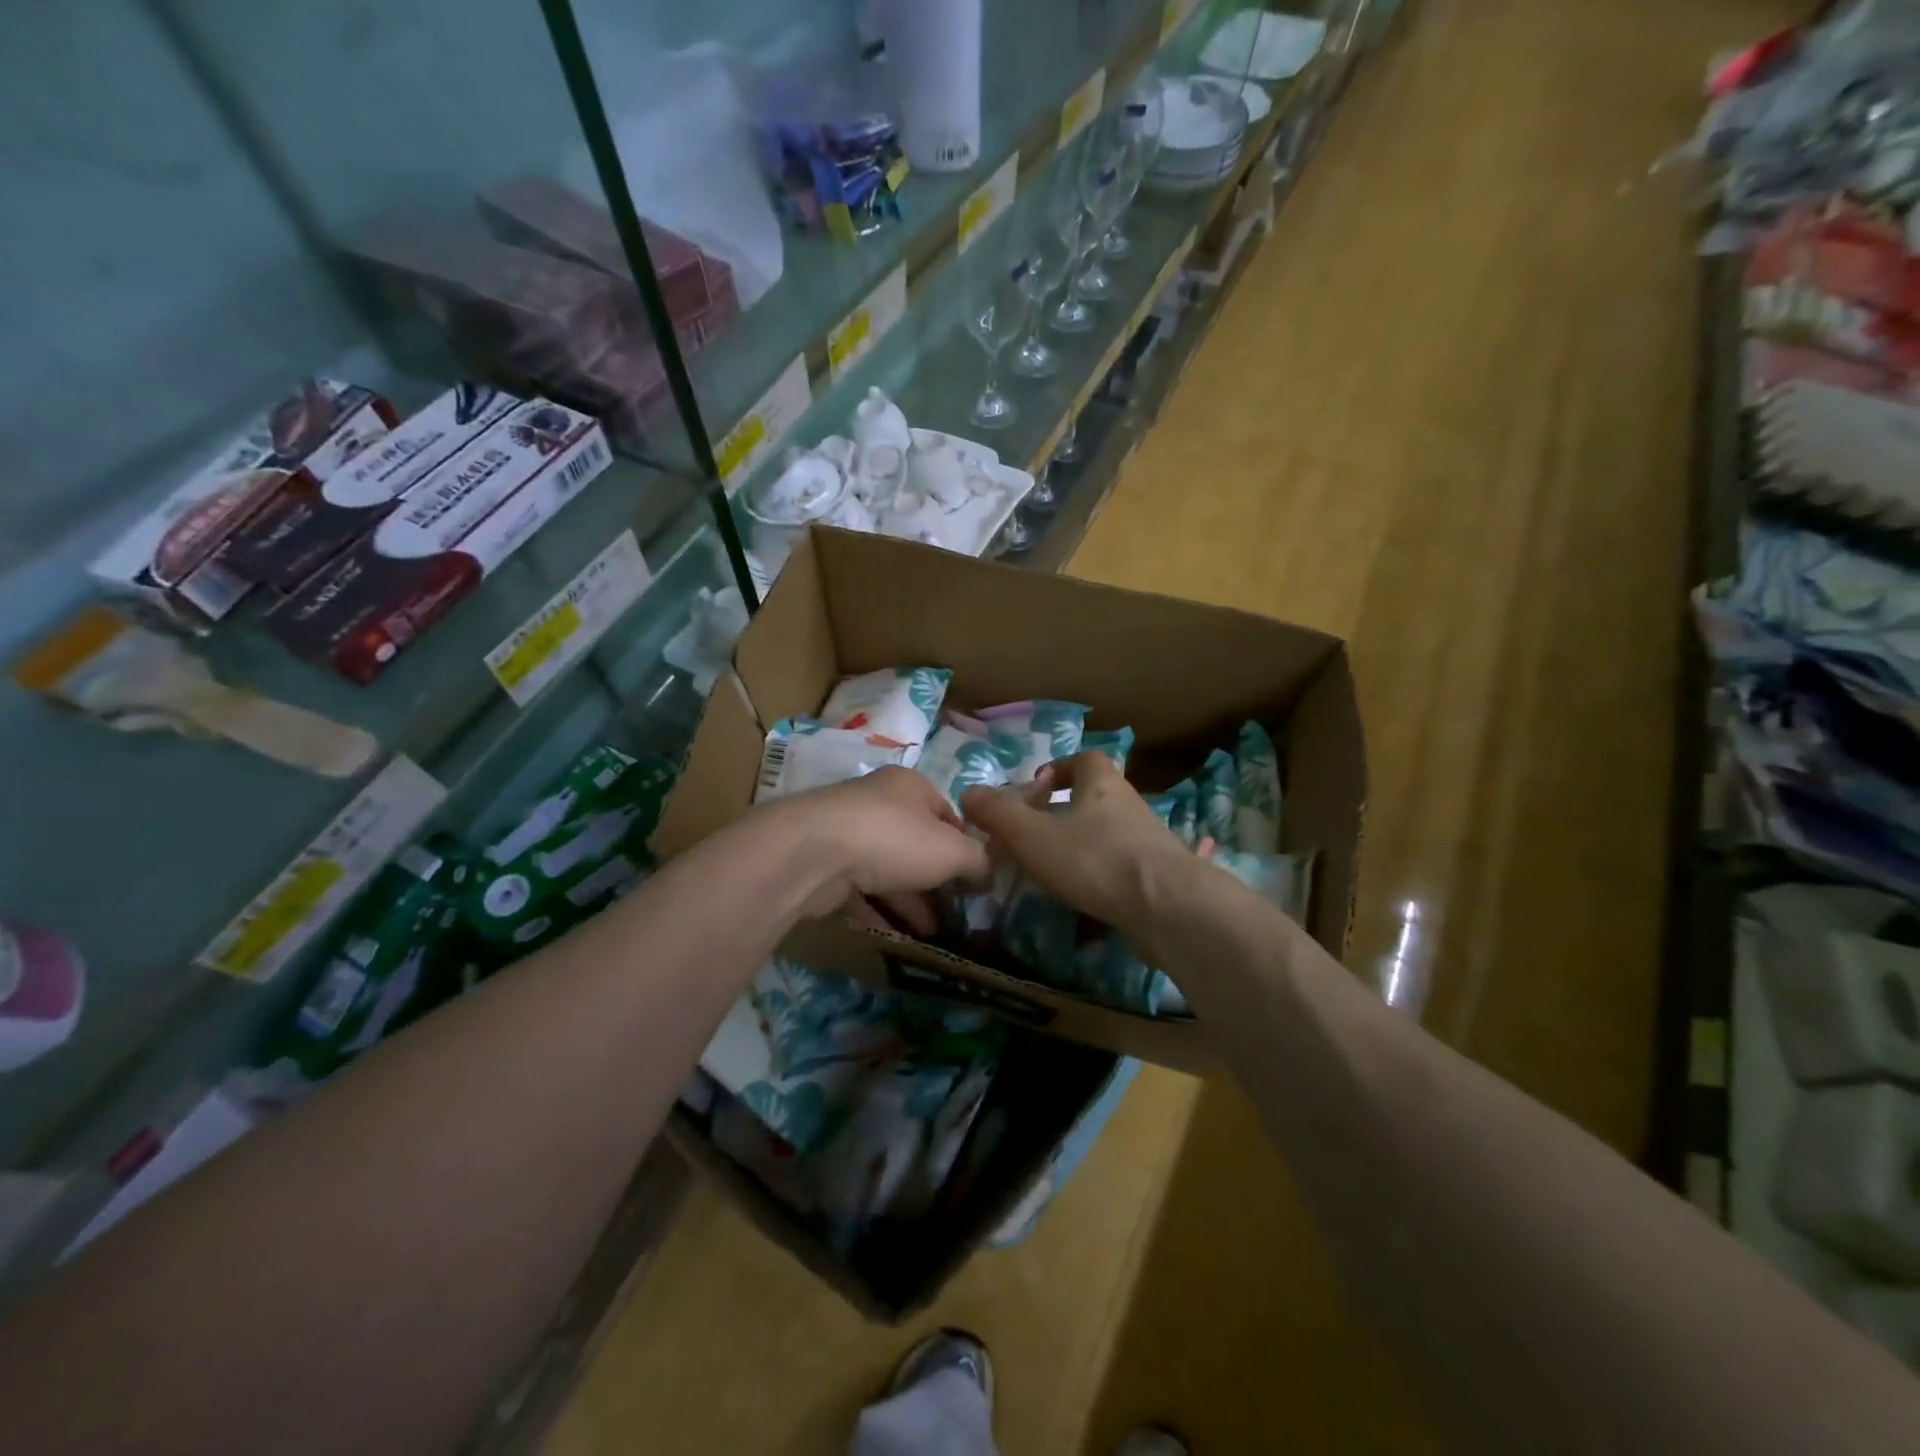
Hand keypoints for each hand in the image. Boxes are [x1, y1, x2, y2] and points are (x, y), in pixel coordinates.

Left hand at [758, 766, 989, 933]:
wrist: (813, 854)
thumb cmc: (893, 839)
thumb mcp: (952, 850)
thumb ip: (977, 861)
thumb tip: (988, 873)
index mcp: (910, 787)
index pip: (947, 814)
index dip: (965, 847)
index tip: (975, 880)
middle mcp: (877, 802)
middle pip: (916, 843)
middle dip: (936, 880)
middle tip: (954, 911)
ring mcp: (847, 833)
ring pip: (887, 869)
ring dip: (909, 900)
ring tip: (931, 931)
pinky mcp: (824, 864)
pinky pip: (859, 890)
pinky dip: (877, 911)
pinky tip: (896, 936)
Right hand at [960, 751, 1192, 935]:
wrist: (1167, 907)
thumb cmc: (1095, 858)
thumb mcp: (1033, 835)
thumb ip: (999, 814)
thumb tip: (968, 793)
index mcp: (1102, 783)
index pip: (1083, 760)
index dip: (1059, 768)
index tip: (1036, 787)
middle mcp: (1128, 805)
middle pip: (1094, 799)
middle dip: (1063, 813)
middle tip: (1032, 835)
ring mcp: (1146, 843)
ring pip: (1105, 836)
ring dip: (1079, 849)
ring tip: (1049, 873)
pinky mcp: (1156, 878)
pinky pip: (1119, 871)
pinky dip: (1097, 881)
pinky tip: (1079, 904)